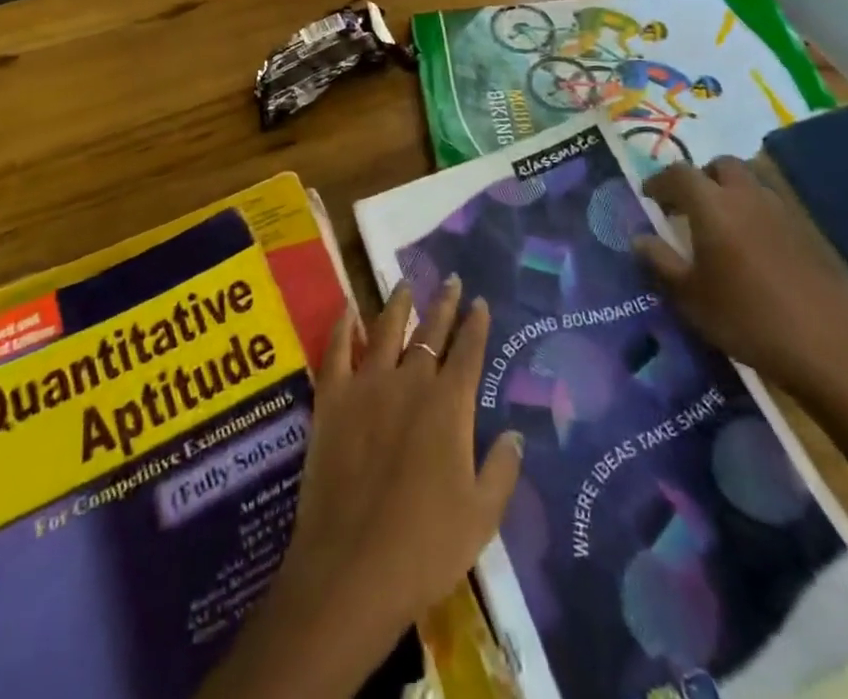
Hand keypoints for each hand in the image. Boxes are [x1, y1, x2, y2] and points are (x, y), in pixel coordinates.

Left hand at [213, 278, 522, 697]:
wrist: (353, 567)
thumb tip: (515, 432)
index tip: (480, 302)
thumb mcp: (481, 516)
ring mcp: (367, 385)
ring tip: (405, 283)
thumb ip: (502, 469)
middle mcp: (410, 382)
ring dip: (398, 304)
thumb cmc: (426, 546)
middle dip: (443, 304)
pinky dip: (343, 326)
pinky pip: (337, 350)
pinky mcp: (332, 399)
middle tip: (450, 280)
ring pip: (385, 330)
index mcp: (449, 406)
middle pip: (430, 332)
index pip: (468, 352)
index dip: (476, 325)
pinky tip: (347, 309)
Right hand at [635, 156, 847, 403]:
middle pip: (720, 165)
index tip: (648, 197)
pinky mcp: (808, 234)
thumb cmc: (746, 319)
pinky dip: (755, 214)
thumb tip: (640, 238)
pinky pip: (772, 208)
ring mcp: (782, 212)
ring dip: (730, 193)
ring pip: (750, 183)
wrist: (829, 350)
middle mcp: (747, 196)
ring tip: (720, 227)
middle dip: (701, 177)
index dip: (659, 181)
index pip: (678, 174)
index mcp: (712, 205)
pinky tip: (752, 249)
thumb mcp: (689, 297)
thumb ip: (660, 262)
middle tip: (688, 206)